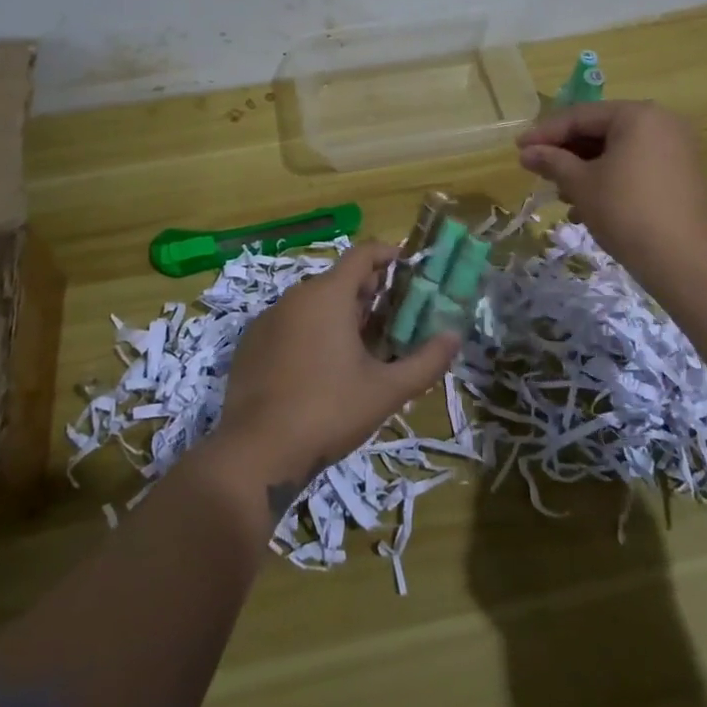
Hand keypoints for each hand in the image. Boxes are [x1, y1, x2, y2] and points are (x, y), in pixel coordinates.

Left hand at [214, 243, 460, 489]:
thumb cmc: (329, 411)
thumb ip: (426, 361)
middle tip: (393, 315)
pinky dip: (311, 331)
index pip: (362, 254)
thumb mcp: (386, 390)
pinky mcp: (251, 344)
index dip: (387, 255)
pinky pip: (290, 324)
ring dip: (340, 313)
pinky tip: (322, 366)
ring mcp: (268, 319)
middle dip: (368, 291)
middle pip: (339, 279)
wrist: (257, 452)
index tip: (407, 267)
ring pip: (312, 303)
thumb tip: (455, 336)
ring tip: (362, 344)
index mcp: (328, 295)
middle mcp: (296, 296)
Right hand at [516, 100, 706, 282]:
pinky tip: (588, 207)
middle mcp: (662, 123)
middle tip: (537, 169)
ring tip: (561, 195)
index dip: (545, 133)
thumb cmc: (626, 211)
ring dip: (585, 169)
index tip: (518, 148)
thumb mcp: (581, 184)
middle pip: (601, 131)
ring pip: (618, 151)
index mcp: (637, 115)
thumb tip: (526, 152)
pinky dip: (610, 179)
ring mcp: (677, 149)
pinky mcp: (682, 175)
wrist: (683, 262)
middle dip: (566, 153)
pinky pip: (636, 166)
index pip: (580, 116)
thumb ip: (552, 161)